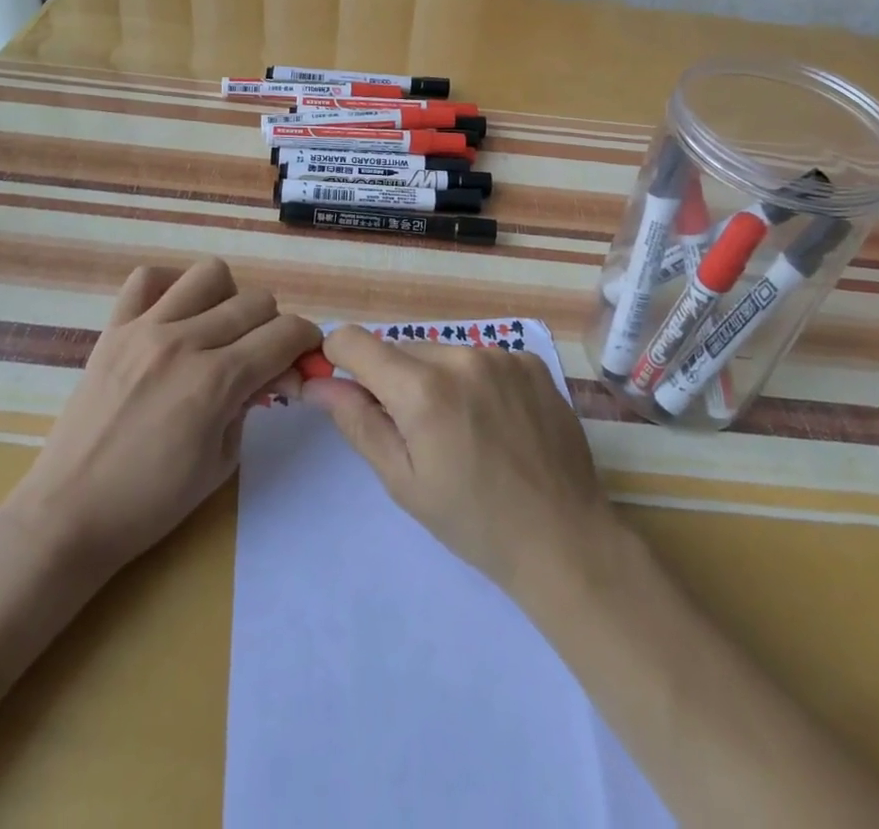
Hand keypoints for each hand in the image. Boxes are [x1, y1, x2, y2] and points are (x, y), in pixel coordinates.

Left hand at [0, 258, 320, 575]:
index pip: (285, 333)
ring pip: (210, 274)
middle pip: (256, 301)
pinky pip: (147, 278)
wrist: (69, 514)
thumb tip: (271, 372)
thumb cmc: (152, 502)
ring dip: (228, 297)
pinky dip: (170, 286)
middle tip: (261, 355)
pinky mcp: (113, 329)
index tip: (303, 355)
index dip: (306, 340)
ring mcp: (145, 329)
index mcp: (217, 381)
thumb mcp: (222, 462)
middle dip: (273, 325)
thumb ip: (251, 404)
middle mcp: (185, 342)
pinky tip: (174, 316)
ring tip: (217, 330)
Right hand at [303, 325, 613, 593]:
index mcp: (422, 388)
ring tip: (462, 430)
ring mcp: (501, 354)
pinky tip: (495, 421)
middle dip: (393, 381)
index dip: (337, 360)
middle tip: (416, 433)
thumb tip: (315, 383)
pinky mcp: (531, 361)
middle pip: (400, 349)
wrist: (563, 537)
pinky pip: (481, 357)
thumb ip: (356, 421)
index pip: (353, 341)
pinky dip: (475, 380)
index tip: (344, 388)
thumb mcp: (402, 480)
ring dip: (435, 379)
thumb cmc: (472, 520)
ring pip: (442, 352)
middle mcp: (460, 355)